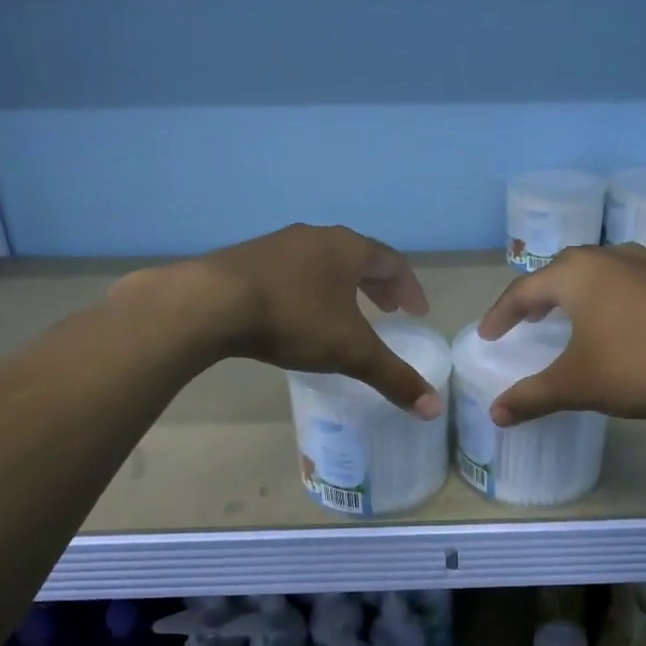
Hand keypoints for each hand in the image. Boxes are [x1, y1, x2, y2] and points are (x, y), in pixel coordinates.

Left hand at [195, 224, 442, 417]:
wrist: (211, 303)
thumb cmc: (293, 318)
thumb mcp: (350, 352)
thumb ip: (393, 377)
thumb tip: (434, 408)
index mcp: (349, 249)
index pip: (393, 263)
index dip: (409, 289)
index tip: (416, 312)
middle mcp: (318, 237)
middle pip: (359, 257)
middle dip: (378, 286)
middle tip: (389, 311)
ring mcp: (280, 243)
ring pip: (324, 261)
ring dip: (343, 284)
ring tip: (347, 311)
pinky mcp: (249, 257)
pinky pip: (294, 269)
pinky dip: (311, 287)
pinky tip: (299, 311)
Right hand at [477, 244, 645, 424]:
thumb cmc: (643, 364)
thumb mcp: (579, 385)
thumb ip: (532, 397)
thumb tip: (495, 414)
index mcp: (576, 273)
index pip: (523, 290)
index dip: (501, 315)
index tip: (487, 336)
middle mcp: (609, 257)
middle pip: (560, 273)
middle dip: (538, 298)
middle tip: (525, 322)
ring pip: (597, 275)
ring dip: (575, 296)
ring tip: (568, 320)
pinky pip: (627, 285)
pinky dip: (609, 301)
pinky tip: (618, 326)